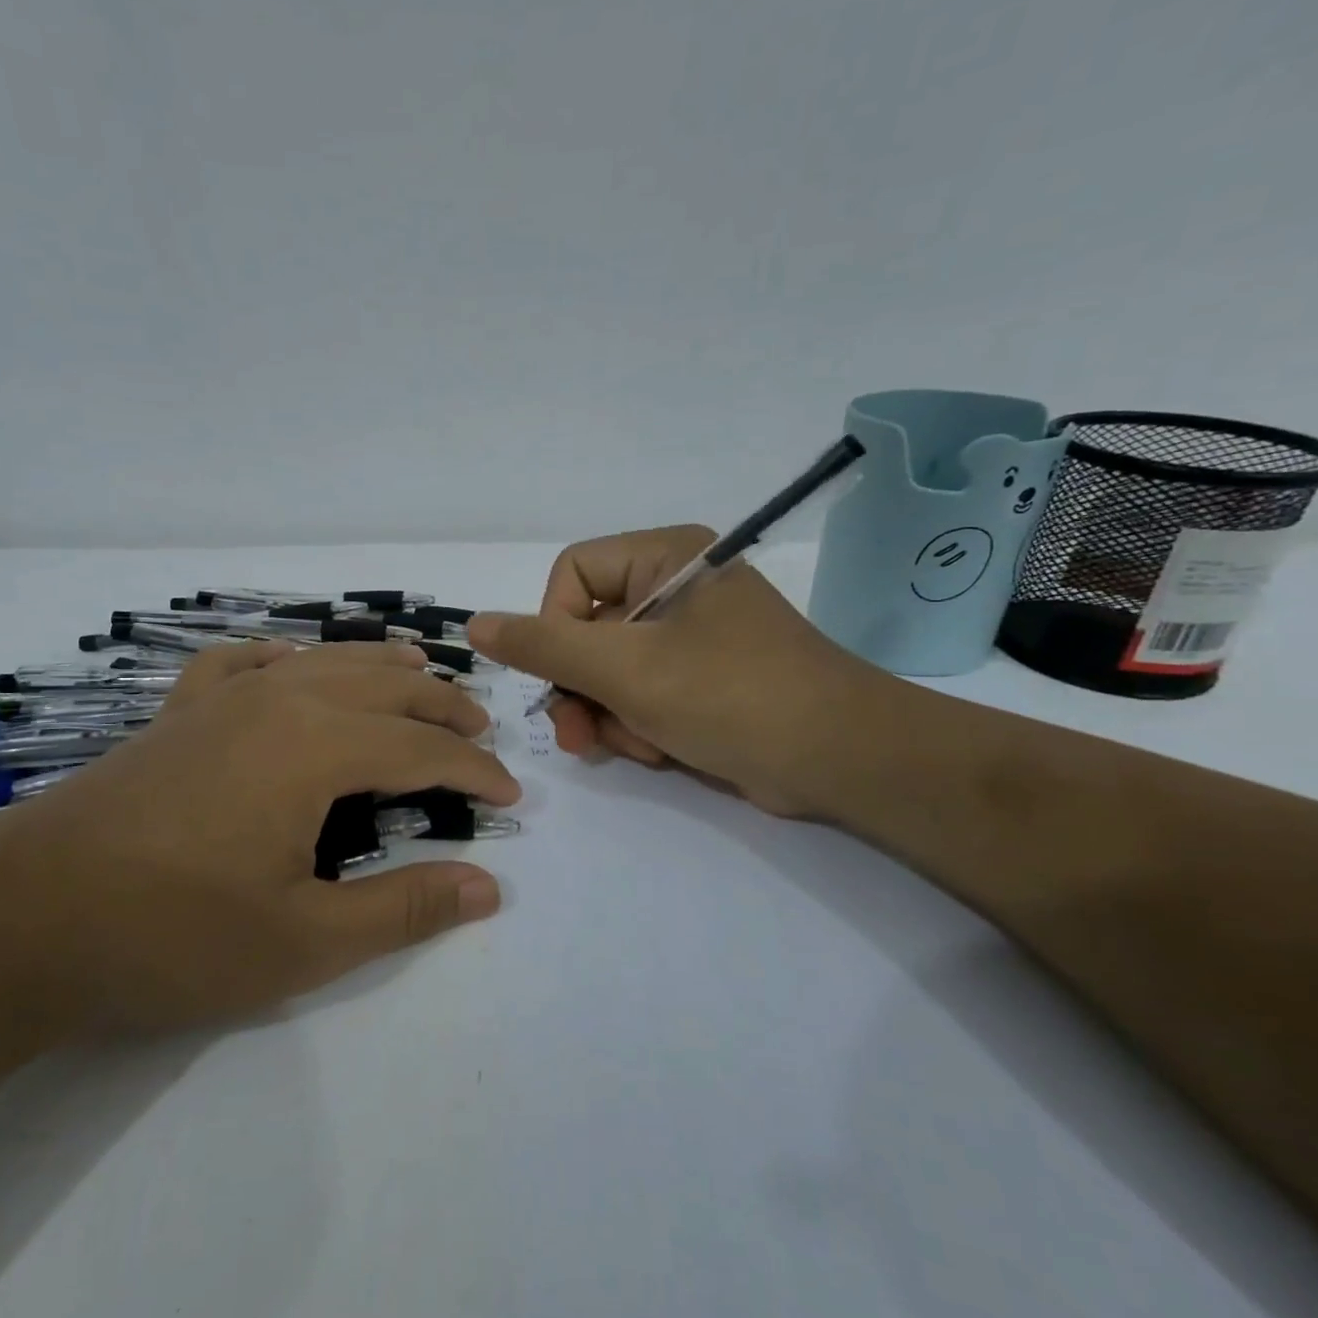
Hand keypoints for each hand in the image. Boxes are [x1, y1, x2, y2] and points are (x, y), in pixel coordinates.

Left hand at [0, 642, 520, 1035]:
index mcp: (316, 745)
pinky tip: (292, 664)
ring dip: (381, 669)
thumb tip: (488, 887)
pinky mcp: (180, 711)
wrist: (20, 918)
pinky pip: (247, 663)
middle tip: (481, 730)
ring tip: (420, 674)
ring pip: (325, 661)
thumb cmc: (170, 935)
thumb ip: (402, 909)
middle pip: (384, 689)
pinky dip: (287, 658)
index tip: (510, 795)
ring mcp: (222, 698)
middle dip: (442, 709)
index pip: (421, 750)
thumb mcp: (302, 941)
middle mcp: (279, 700)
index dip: (474, 771)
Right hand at [467, 526, 889, 816]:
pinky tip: (659, 751)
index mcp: (665, 558)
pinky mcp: (703, 678)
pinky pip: (642, 693)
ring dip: (609, 714)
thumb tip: (475, 623)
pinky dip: (638, 725)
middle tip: (577, 736)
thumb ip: (543, 645)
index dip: (554, 626)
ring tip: (636, 746)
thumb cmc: (729, 695)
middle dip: (580, 687)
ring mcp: (691, 635)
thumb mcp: (624, 669)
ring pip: (609, 669)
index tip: (564, 675)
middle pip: (587, 628)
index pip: (572, 574)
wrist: (842, 759)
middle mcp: (676, 587)